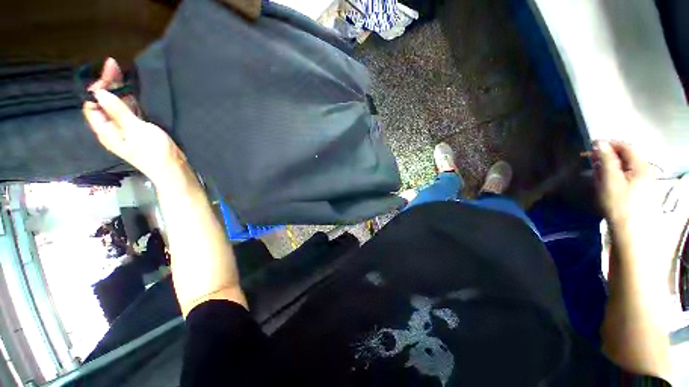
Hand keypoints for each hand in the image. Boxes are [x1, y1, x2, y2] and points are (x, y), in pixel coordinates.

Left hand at [82, 58, 187, 183]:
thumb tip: (100, 92)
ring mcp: (128, 127)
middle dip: (108, 84)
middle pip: (104, 102)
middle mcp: (113, 127)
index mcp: (106, 130)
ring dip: (120, 89)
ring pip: (118, 104)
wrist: (173, 167)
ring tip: (122, 70)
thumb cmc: (153, 152)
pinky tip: (134, 88)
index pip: (92, 105)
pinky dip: (131, 98)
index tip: (107, 74)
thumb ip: (118, 111)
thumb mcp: (135, 130)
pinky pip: (131, 109)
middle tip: (114, 64)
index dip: (96, 89)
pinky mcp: (141, 128)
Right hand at [594, 140, 652, 227]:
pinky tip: (603, 183)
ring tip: (595, 173)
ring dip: (608, 167)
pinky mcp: (637, 191)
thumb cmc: (619, 203)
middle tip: (590, 160)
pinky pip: (624, 177)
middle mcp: (644, 170)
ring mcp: (642, 181)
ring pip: (623, 167)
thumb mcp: (610, 179)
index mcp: (641, 165)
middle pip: (625, 156)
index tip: (590, 145)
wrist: (630, 230)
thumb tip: (599, 143)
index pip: (625, 146)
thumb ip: (606, 159)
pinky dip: (612, 176)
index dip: (608, 143)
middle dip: (607, 156)